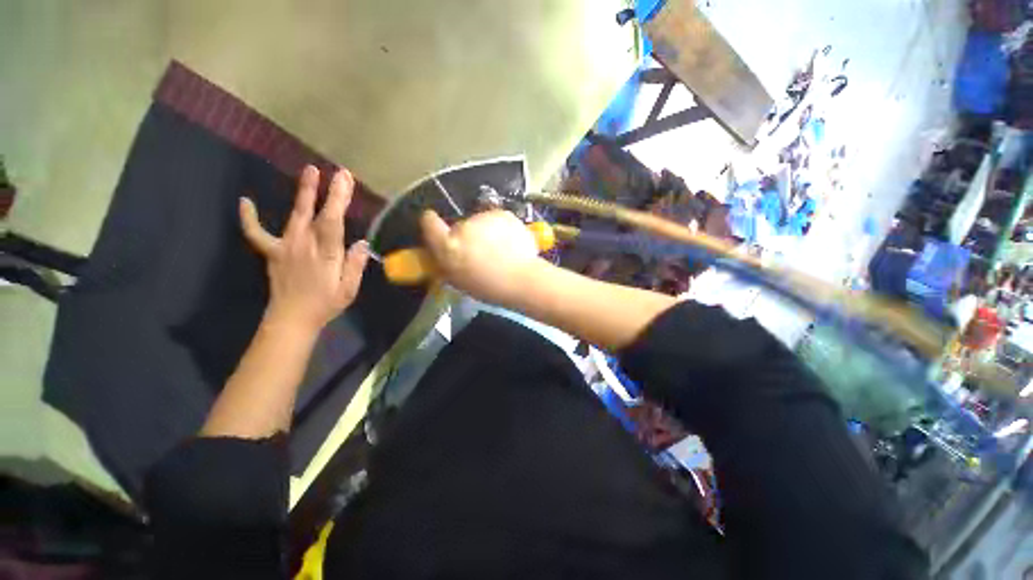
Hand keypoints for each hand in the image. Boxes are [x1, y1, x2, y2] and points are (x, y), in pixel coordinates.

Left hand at [240, 165, 369, 332]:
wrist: (292, 319)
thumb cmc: (325, 304)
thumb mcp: (349, 289)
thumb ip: (355, 264)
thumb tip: (363, 243)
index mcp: (326, 253)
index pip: (334, 220)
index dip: (339, 198)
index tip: (345, 179)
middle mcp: (304, 244)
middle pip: (316, 213)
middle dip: (325, 191)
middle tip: (333, 172)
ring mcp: (286, 246)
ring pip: (294, 214)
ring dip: (302, 192)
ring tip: (309, 172)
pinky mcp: (272, 252)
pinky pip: (257, 233)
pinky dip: (250, 218)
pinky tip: (245, 202)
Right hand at [420, 209, 540, 304]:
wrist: (522, 279)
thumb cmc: (490, 287)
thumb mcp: (459, 281)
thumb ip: (448, 262)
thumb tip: (444, 252)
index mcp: (449, 246)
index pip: (429, 223)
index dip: (430, 222)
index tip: (433, 222)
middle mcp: (463, 227)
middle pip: (460, 226)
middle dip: (467, 236)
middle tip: (480, 252)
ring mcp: (485, 218)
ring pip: (480, 222)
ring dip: (485, 232)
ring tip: (500, 250)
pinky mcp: (503, 214)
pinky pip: (497, 219)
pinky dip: (501, 228)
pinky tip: (511, 243)